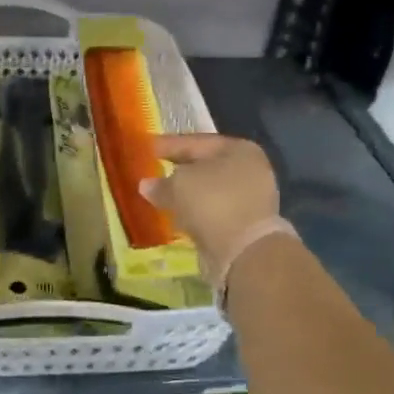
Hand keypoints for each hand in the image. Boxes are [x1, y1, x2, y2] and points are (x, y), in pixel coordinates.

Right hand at [139, 134, 280, 278]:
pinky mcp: (244, 224)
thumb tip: (146, 185)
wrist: (245, 252)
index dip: (166, 145)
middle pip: (203, 166)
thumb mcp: (179, 185)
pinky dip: (194, 213)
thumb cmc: (213, 203)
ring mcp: (250, 198)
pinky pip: (212, 212)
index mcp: (238, 149)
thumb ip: (160, 183)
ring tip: (159, 197)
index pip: (194, 142)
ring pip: (207, 191)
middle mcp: (249, 169)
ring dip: (185, 195)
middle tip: (150, 172)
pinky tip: (175, 217)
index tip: (143, 148)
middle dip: (176, 171)